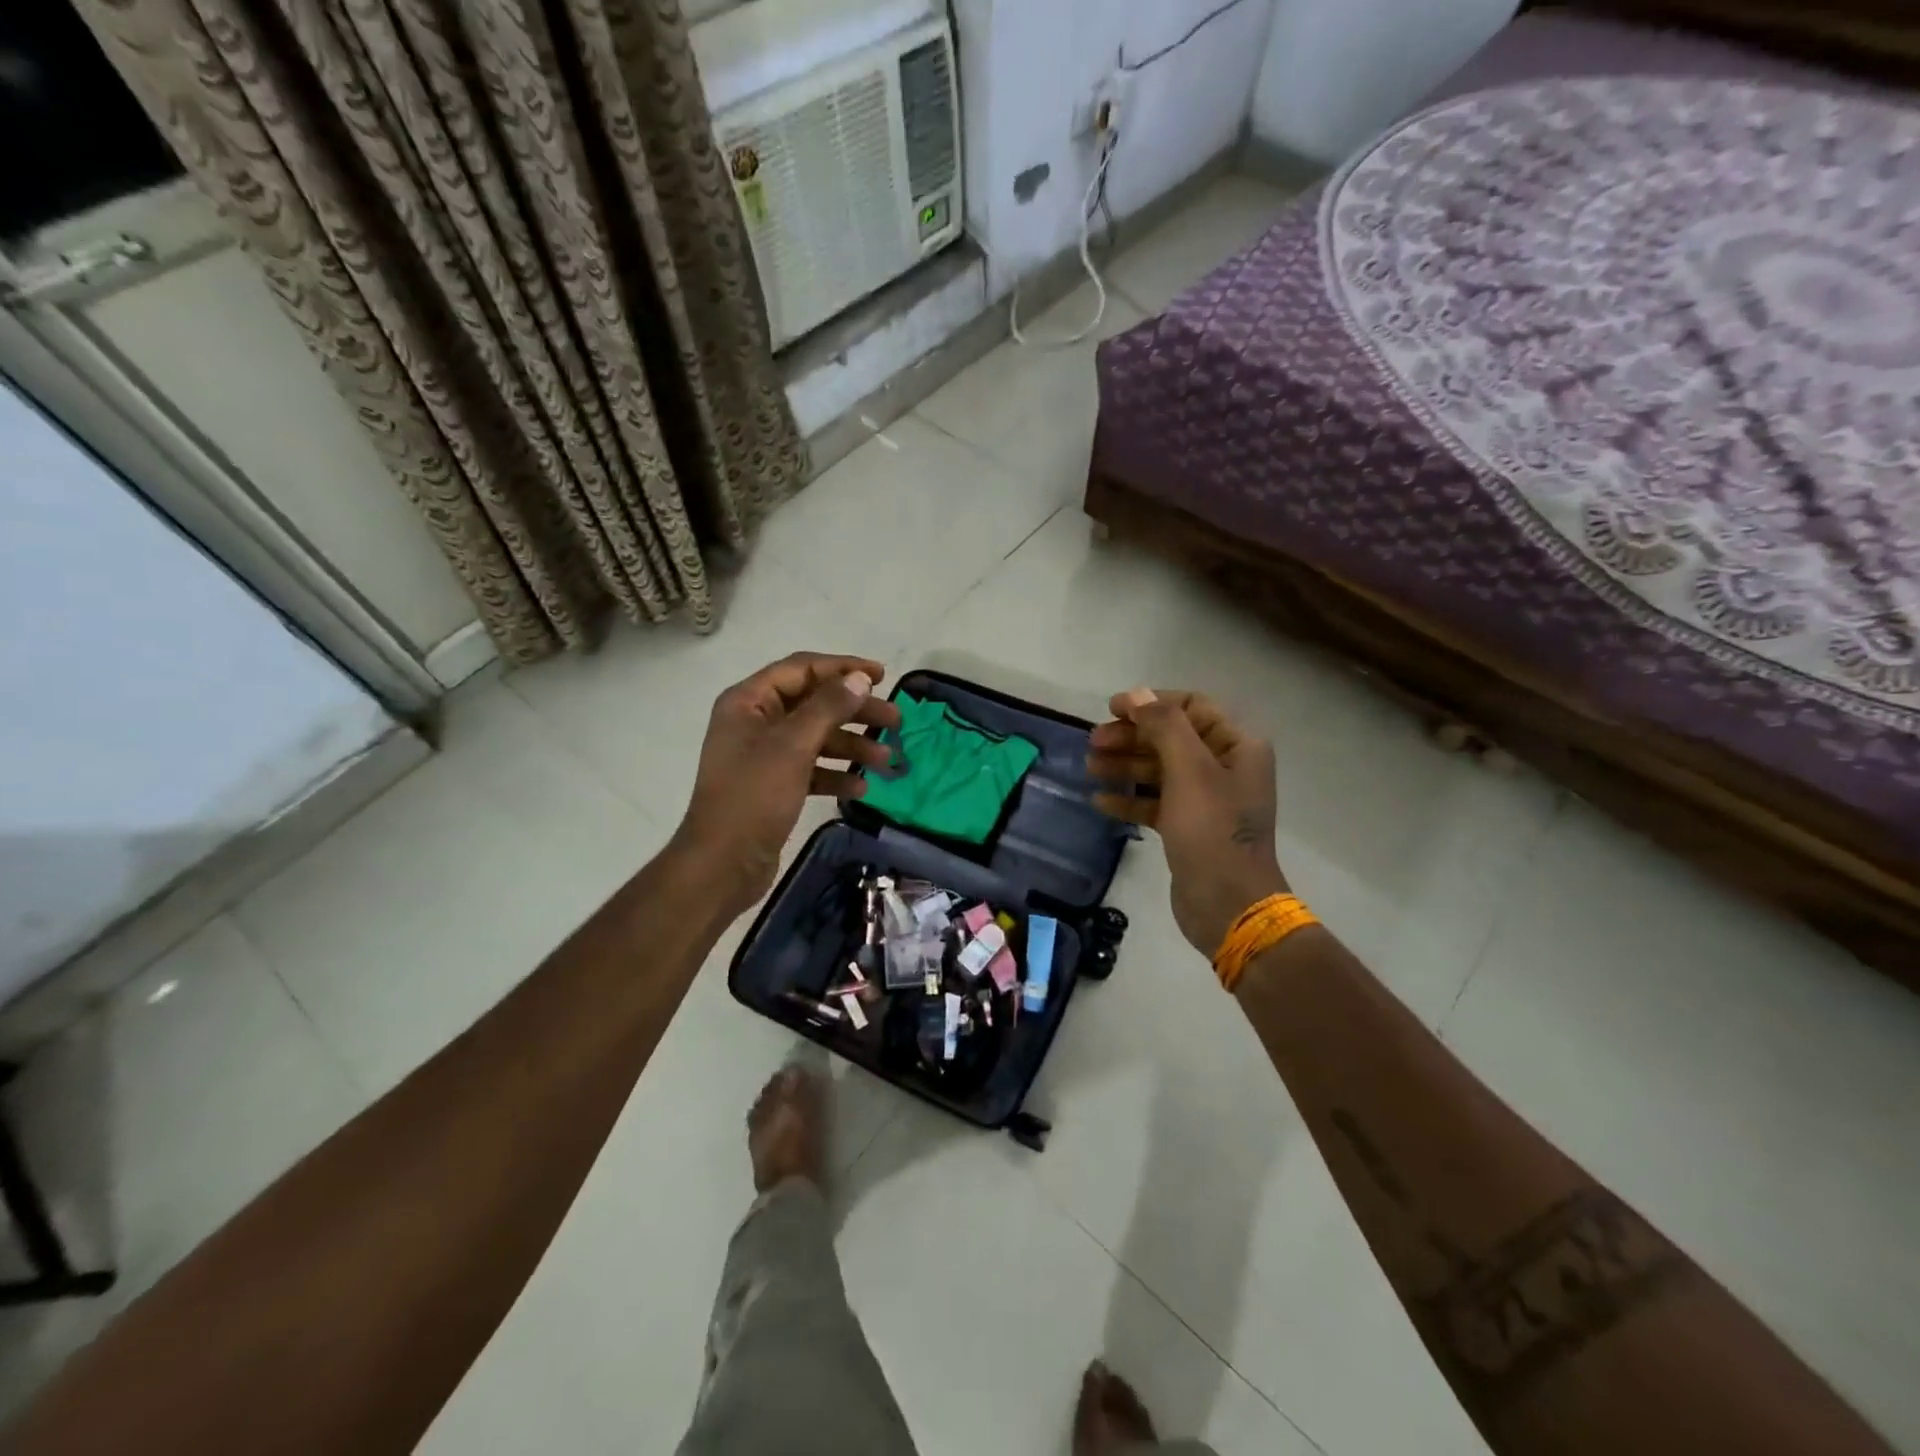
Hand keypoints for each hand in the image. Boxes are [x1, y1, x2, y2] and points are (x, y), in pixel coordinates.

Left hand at [674, 652, 902, 917]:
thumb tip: (859, 679)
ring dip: (852, 746)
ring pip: (817, 738)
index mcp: (749, 701)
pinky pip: (811, 769)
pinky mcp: (774, 786)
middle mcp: (755, 722)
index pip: (802, 669)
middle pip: (814, 704)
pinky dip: (836, 775)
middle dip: (856, 712)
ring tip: (887, 762)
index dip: (843, 668)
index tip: (882, 677)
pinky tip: (861, 789)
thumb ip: (828, 707)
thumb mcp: (793, 746)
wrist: (722, 864)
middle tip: (896, 723)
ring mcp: (764, 755)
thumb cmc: (753, 796)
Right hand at [1088, 689, 1287, 958]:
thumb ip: (1164, 726)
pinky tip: (1101, 802)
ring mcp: (1207, 800)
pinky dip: (1130, 799)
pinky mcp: (1189, 828)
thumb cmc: (1211, 830)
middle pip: (1171, 738)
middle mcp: (1225, 767)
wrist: (1229, 905)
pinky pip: (1156, 802)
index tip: (1111, 709)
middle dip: (1131, 737)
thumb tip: (1138, 694)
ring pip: (1160, 770)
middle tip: (1093, 743)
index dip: (1150, 703)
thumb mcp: (1189, 770)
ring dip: (1125, 766)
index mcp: (1237, 746)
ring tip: (1089, 768)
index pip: (1192, 706)